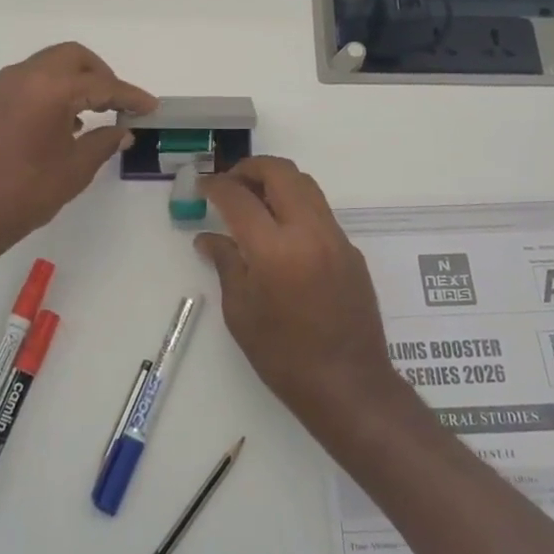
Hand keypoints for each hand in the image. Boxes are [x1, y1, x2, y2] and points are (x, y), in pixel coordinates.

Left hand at [0, 43, 154, 261]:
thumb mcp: (75, 169)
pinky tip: (62, 121)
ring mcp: (0, 87)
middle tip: (119, 102)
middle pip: (73, 58)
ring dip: (74, 80)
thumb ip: (104, 142)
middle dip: (101, 75)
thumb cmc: (26, 193)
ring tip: (93, 113)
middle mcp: (23, 76)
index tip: (150, 106)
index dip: (129, 95)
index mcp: (49, 88)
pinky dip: (51, 90)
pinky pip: (28, 82)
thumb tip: (123, 131)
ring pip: (48, 66)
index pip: (100, 84)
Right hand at [196, 156, 401, 428]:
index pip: (239, 197)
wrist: (349, 385)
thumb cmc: (283, 356)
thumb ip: (226, 264)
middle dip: (250, 168)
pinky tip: (281, 233)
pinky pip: (320, 211)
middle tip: (230, 184)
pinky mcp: (350, 250)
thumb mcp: (241, 312)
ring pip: (305, 185)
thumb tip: (207, 238)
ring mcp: (335, 238)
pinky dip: (296, 206)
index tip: (202, 185)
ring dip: (276, 182)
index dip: (216, 185)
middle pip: (280, 172)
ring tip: (254, 201)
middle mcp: (309, 231)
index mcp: (275, 249)